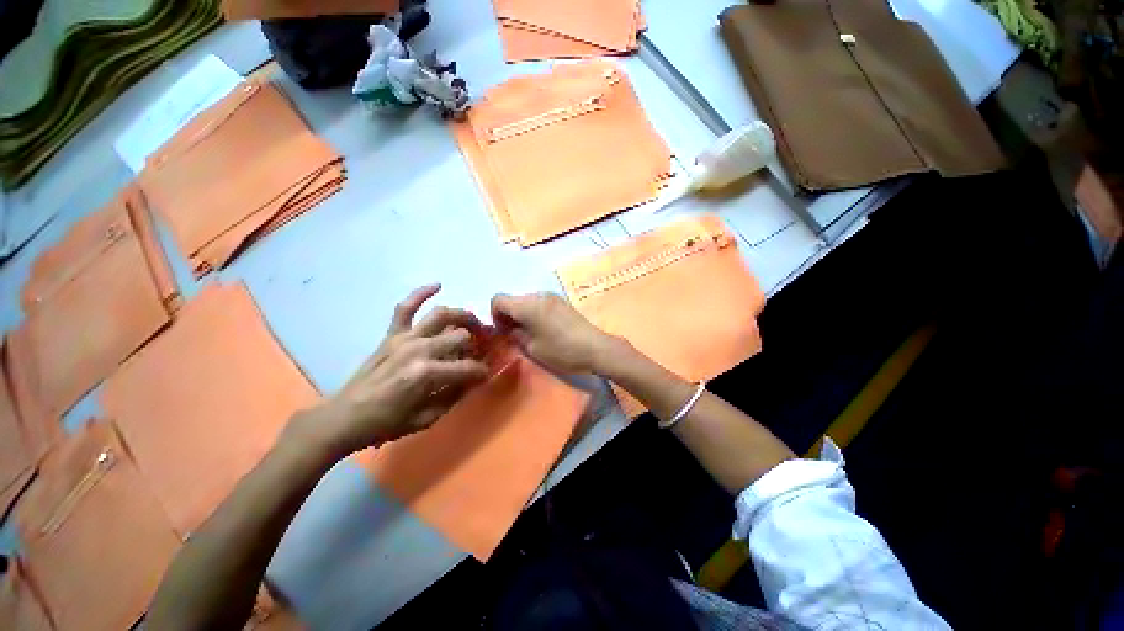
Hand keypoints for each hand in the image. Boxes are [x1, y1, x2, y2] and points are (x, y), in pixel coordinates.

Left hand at [291, 284, 488, 457]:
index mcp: (428, 373)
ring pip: (442, 315)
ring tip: (473, 322)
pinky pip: (406, 307)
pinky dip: (421, 293)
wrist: (344, 417)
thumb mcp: (427, 418)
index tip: (484, 375)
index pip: (468, 367)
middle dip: (477, 344)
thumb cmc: (387, 423)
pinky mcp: (391, 334)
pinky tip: (437, 285)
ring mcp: (404, 338)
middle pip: (461, 336)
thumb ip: (455, 396)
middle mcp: (419, 349)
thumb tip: (475, 379)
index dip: (481, 371)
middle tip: (481, 350)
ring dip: (462, 315)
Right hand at [491, 292, 618, 373]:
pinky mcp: (561, 301)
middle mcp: (538, 295)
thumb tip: (509, 329)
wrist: (594, 348)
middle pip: (513, 299)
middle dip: (509, 316)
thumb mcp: (532, 347)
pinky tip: (545, 330)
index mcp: (527, 304)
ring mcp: (552, 296)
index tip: (504, 332)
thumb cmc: (560, 350)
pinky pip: (540, 303)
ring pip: (526, 301)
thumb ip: (515, 335)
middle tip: (516, 336)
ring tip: (531, 334)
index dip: (495, 315)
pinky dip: (535, 313)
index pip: (498, 299)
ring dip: (523, 315)